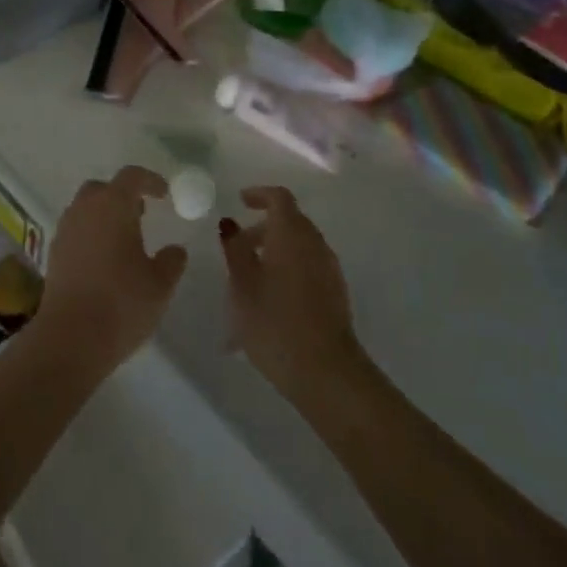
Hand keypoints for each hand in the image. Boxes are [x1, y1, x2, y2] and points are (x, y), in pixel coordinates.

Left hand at [36, 166, 189, 377]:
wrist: (70, 338)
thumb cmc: (121, 303)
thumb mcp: (160, 284)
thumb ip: (172, 261)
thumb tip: (175, 250)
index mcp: (113, 205)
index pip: (131, 176)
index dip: (150, 181)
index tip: (164, 194)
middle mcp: (85, 209)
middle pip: (103, 189)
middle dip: (122, 196)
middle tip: (141, 214)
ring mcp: (65, 230)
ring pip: (85, 209)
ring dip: (104, 216)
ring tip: (124, 241)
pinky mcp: (53, 254)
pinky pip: (75, 231)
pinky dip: (90, 236)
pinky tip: (104, 262)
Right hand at [220, 186, 363, 403]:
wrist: (327, 373)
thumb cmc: (276, 322)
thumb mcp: (242, 285)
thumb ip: (235, 249)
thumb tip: (231, 225)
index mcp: (292, 233)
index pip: (279, 197)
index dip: (259, 194)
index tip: (240, 201)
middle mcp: (315, 243)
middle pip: (290, 221)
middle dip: (263, 228)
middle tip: (238, 247)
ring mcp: (329, 269)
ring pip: (299, 246)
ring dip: (275, 252)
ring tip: (248, 281)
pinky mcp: (336, 293)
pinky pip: (308, 268)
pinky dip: (288, 270)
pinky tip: (269, 301)